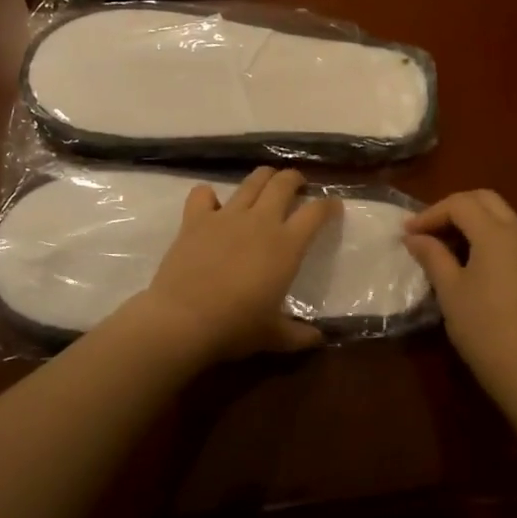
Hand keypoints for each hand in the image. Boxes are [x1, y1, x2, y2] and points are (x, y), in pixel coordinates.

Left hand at [137, 167, 339, 365]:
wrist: (184, 319)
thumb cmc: (236, 327)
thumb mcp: (274, 337)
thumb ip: (298, 335)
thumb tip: (318, 339)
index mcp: (286, 245)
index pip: (316, 213)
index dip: (328, 205)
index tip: (333, 206)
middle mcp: (260, 221)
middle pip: (283, 184)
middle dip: (294, 179)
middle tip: (297, 185)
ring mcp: (226, 215)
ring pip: (251, 181)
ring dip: (263, 178)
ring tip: (266, 183)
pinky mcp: (196, 218)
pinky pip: (203, 193)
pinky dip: (209, 195)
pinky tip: (212, 204)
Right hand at [404, 190, 516, 397]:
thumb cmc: (481, 326)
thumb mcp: (449, 288)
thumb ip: (432, 255)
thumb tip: (414, 237)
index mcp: (497, 234)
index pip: (460, 205)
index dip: (431, 213)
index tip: (408, 233)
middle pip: (485, 200)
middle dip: (453, 207)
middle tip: (428, 228)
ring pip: (500, 216)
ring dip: (471, 219)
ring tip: (443, 242)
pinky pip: (509, 235)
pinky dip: (486, 234)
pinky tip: (467, 257)